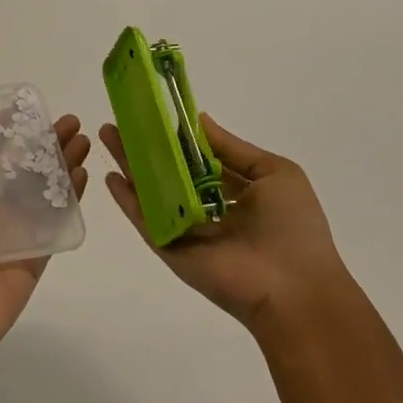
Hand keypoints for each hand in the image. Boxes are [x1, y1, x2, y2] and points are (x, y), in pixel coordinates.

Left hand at [0, 116, 90, 392]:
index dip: (9, 130)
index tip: (28, 106)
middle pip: (24, 167)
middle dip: (46, 143)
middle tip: (70, 122)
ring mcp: (16, 232)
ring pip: (44, 190)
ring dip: (63, 164)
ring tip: (83, 140)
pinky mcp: (35, 256)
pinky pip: (55, 222)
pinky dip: (70, 199)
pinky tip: (83, 175)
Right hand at [101, 114, 346, 334]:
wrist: (294, 290)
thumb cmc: (293, 227)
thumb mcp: (275, 173)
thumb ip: (233, 148)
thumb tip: (199, 120)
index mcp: (236, 193)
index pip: (200, 159)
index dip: (178, 137)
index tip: (156, 113)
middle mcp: (208, 210)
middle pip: (170, 172)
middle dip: (146, 146)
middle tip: (122, 121)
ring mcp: (186, 230)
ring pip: (152, 191)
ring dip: (130, 164)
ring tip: (107, 135)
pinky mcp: (171, 249)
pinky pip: (146, 220)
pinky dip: (127, 200)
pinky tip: (110, 177)